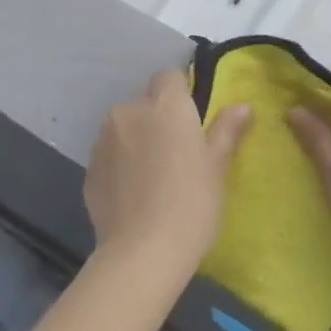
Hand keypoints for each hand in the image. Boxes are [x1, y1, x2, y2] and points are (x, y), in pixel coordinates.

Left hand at [84, 69, 252, 285]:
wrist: (141, 254)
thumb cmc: (191, 204)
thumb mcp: (217, 168)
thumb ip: (227, 131)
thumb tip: (242, 106)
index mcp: (165, 105)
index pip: (170, 76)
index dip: (182, 92)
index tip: (194, 118)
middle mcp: (130, 112)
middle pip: (145, 102)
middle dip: (158, 118)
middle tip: (177, 151)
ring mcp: (104, 139)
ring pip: (124, 126)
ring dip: (137, 138)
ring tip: (153, 175)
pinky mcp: (88, 168)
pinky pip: (109, 154)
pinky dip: (120, 163)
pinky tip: (133, 192)